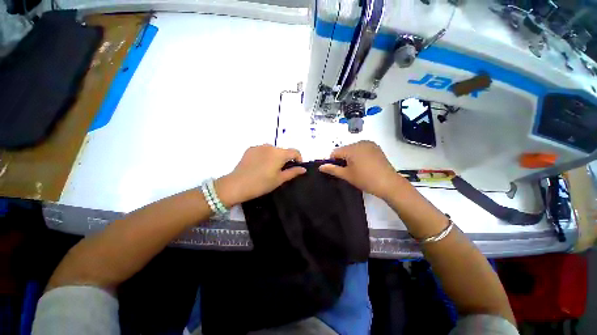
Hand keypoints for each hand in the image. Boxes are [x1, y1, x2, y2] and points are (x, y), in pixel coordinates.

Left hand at [215, 145, 305, 206]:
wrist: (237, 185)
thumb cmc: (261, 184)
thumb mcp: (280, 179)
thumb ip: (293, 172)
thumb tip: (303, 169)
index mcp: (279, 153)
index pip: (294, 151)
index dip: (298, 158)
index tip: (297, 166)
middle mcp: (270, 146)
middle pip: (283, 151)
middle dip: (285, 159)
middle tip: (281, 171)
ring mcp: (259, 146)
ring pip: (272, 150)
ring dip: (275, 157)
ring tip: (269, 169)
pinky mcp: (250, 149)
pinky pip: (262, 150)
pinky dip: (265, 156)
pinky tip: (260, 166)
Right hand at [319, 141, 405, 198]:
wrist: (389, 183)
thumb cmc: (365, 179)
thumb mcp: (347, 175)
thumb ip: (332, 169)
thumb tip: (320, 167)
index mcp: (352, 148)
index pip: (335, 152)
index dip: (333, 161)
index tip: (338, 170)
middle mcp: (360, 142)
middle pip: (344, 150)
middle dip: (343, 159)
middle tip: (349, 171)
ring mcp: (369, 144)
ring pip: (352, 149)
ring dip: (351, 157)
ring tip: (357, 168)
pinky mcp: (376, 147)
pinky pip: (361, 149)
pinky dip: (359, 155)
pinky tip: (364, 164)